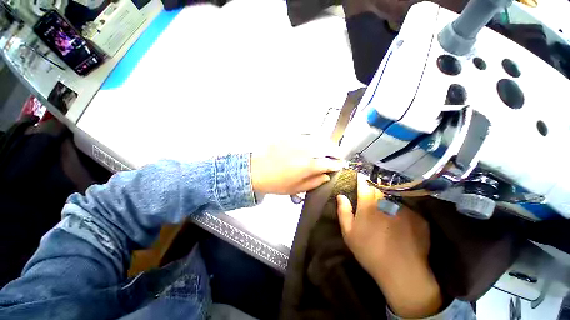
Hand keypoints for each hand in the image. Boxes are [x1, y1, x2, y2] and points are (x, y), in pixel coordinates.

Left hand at [251, 136, 343, 194]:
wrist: (256, 170)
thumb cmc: (276, 183)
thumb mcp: (296, 188)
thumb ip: (314, 182)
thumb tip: (326, 175)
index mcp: (308, 165)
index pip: (330, 163)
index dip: (337, 165)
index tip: (340, 166)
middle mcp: (306, 150)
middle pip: (328, 147)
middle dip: (337, 152)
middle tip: (338, 156)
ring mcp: (298, 140)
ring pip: (320, 138)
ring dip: (328, 143)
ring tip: (329, 148)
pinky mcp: (290, 135)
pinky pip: (307, 133)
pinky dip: (315, 136)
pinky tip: (316, 141)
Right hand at [336, 174, 441, 317]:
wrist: (402, 272)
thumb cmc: (369, 252)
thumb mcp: (349, 234)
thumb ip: (344, 212)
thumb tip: (341, 196)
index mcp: (368, 205)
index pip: (364, 185)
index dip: (361, 179)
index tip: (360, 174)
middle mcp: (386, 202)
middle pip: (379, 187)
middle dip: (375, 184)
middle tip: (373, 185)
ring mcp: (404, 209)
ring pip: (394, 195)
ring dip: (389, 195)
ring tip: (388, 201)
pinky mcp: (418, 217)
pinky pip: (408, 208)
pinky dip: (402, 210)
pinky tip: (402, 220)